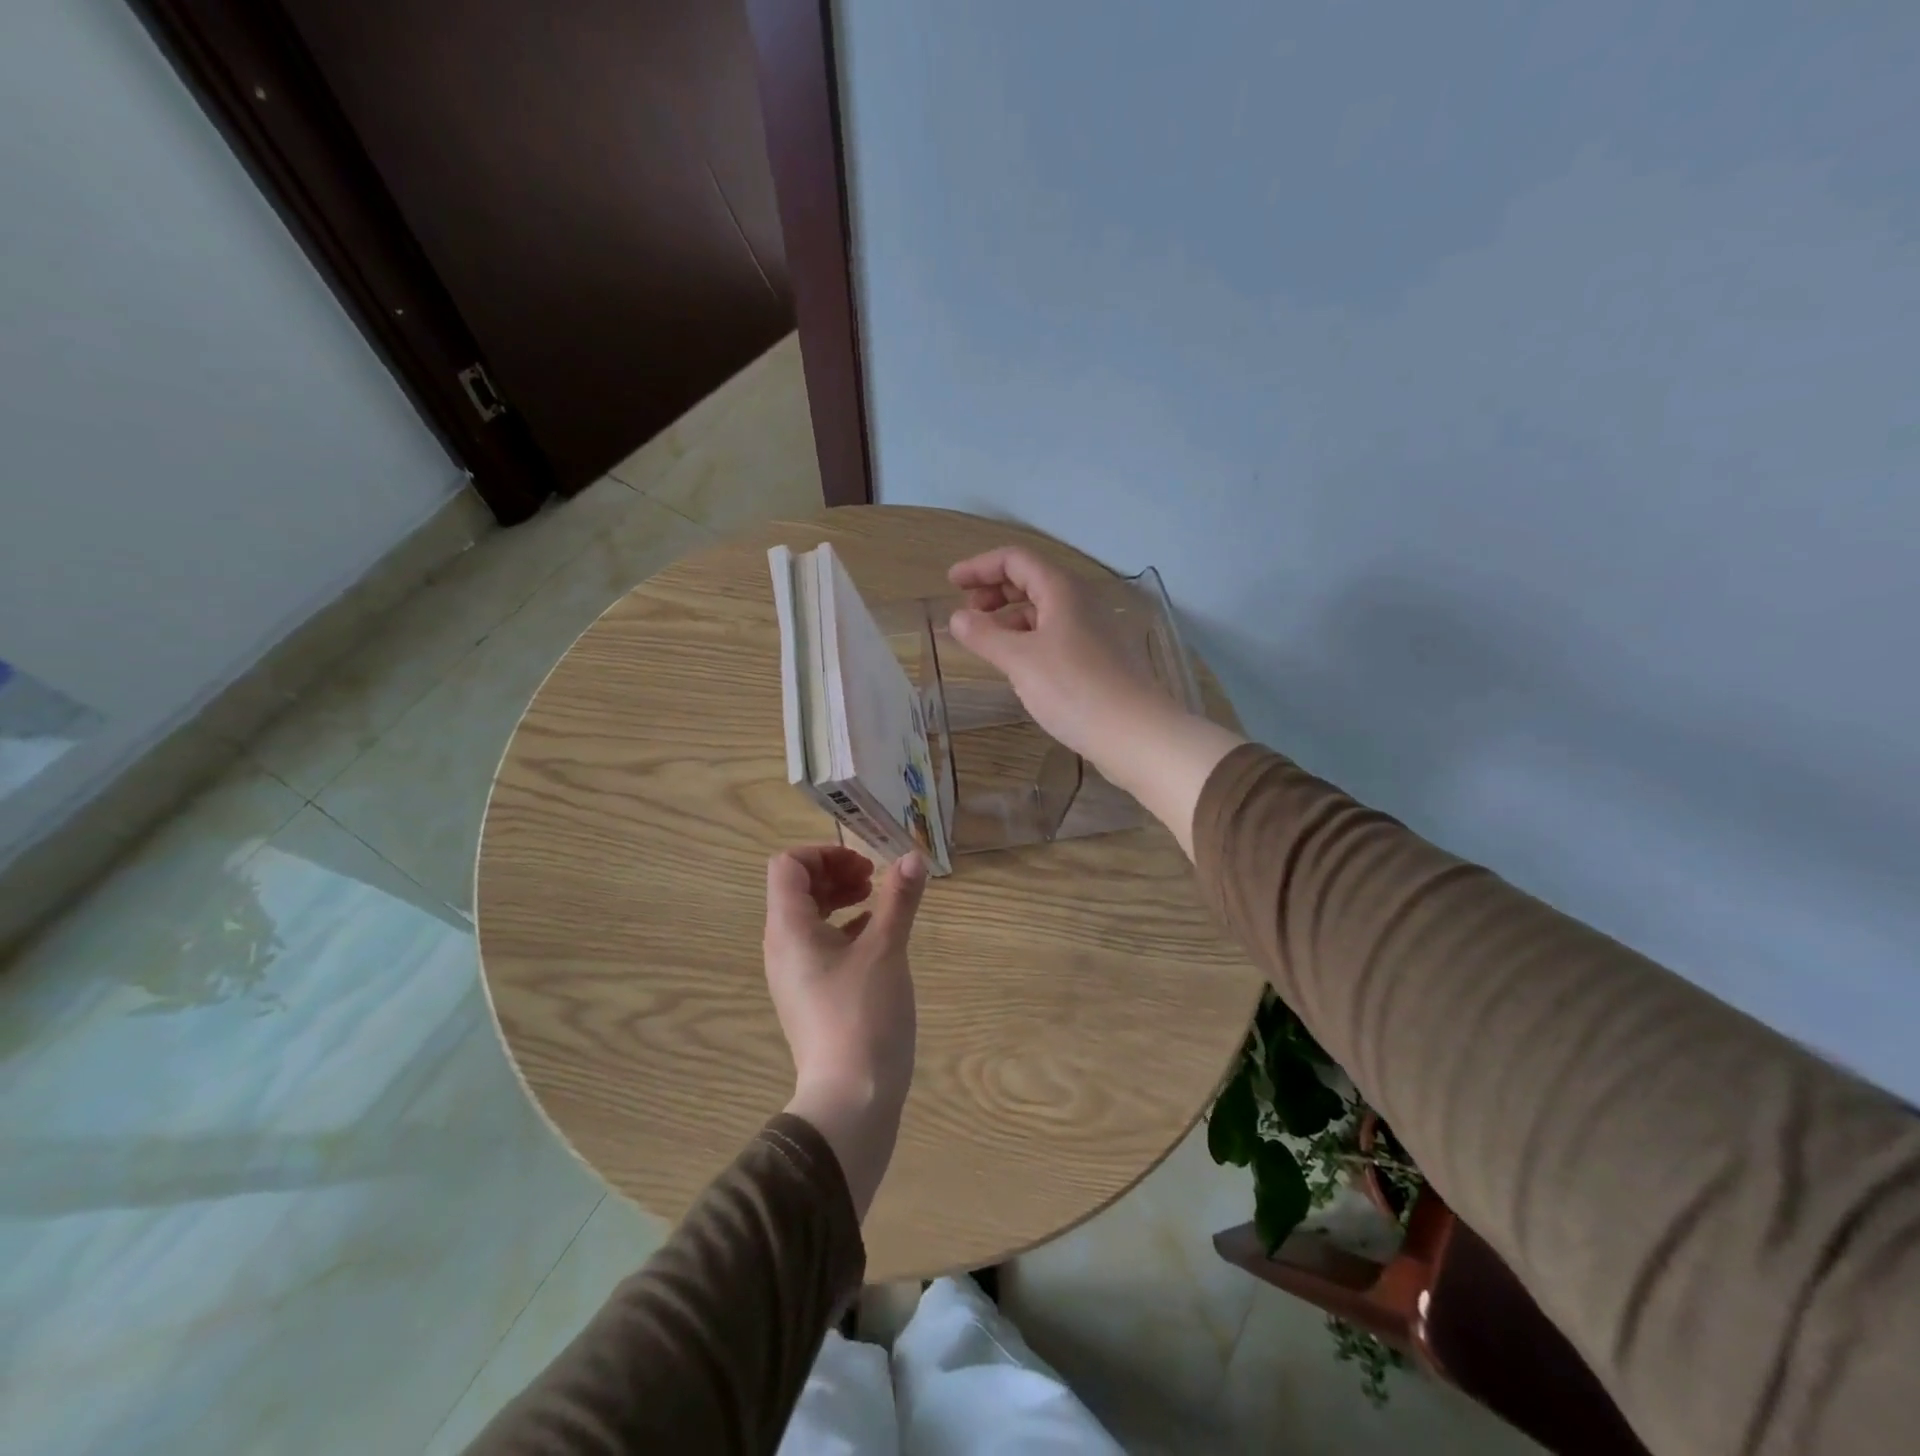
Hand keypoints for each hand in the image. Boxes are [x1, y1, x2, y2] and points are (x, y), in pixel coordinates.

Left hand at [764, 845, 926, 1216]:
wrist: (851, 1100)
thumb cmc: (863, 1016)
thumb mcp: (886, 950)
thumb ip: (898, 899)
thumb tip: (913, 856)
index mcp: (789, 928)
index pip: (787, 865)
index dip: (824, 853)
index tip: (864, 866)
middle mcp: (783, 947)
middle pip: (796, 888)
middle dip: (835, 872)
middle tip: (874, 879)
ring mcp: (795, 974)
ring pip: (809, 917)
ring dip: (840, 898)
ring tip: (877, 902)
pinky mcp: (811, 996)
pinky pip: (820, 945)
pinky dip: (844, 928)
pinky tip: (876, 936)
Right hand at [948, 545, 1245, 858]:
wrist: (1134, 733)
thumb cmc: (1073, 689)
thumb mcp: (1020, 661)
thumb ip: (984, 636)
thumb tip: (957, 618)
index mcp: (1062, 590)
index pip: (1016, 559)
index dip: (980, 567)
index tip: (951, 583)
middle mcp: (1081, 601)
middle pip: (1031, 580)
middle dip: (994, 591)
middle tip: (967, 613)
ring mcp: (1093, 630)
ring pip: (1044, 610)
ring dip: (1010, 617)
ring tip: (986, 641)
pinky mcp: (1099, 657)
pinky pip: (1055, 634)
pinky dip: (1029, 639)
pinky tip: (1018, 664)